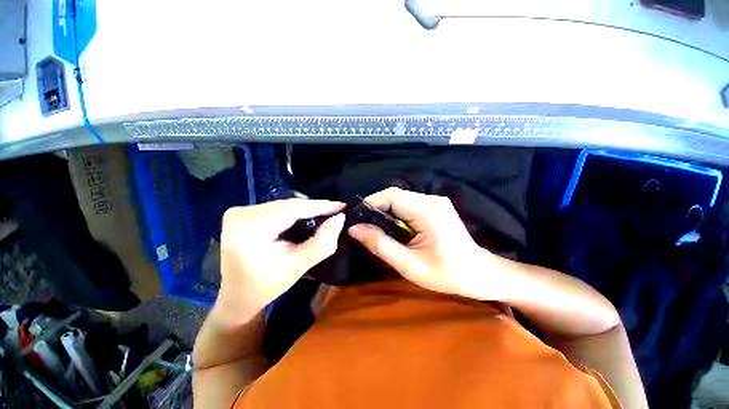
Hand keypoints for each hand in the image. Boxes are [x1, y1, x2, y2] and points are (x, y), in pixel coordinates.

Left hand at [216, 199, 345, 321]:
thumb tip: (339, 218)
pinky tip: (306, 216)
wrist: (236, 296)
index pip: (292, 210)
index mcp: (249, 231)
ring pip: (283, 204)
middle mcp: (239, 215)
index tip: (341, 205)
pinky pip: (275, 207)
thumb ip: (322, 243)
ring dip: (305, 208)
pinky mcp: (240, 213)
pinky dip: (293, 211)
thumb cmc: (266, 286)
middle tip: (336, 210)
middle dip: (314, 207)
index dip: (319, 206)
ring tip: (324, 213)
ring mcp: (238, 212)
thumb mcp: (298, 267)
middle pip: (287, 205)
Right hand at [348, 187, 498, 297]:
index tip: (357, 218)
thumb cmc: (447, 274)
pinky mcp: (435, 207)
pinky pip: (408, 204)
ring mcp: (435, 202)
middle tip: (364, 226)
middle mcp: (432, 200)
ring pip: (400, 199)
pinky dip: (395, 213)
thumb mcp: (409, 265)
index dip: (371, 203)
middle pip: (395, 195)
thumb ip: (381, 245)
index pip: (392, 195)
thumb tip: (354, 229)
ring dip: (385, 211)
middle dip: (376, 208)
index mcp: (428, 211)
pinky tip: (392, 228)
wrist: (479, 273)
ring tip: (374, 228)